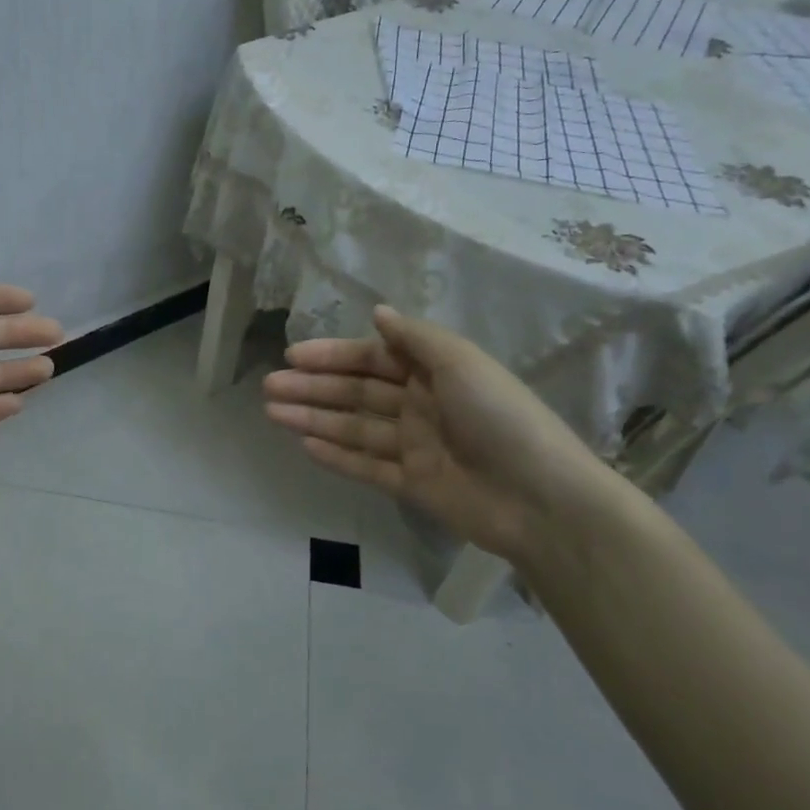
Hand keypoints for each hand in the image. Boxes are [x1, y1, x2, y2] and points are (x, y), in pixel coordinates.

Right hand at [262, 305, 623, 564]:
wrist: (540, 497)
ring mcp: (414, 447)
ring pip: (353, 428)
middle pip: (356, 393)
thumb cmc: (500, 417)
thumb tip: (378, 313)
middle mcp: (420, 405)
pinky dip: (336, 456)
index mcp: (434, 373)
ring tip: (272, 412)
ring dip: (313, 418)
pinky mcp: (411, 484)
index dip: (333, 356)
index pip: (372, 359)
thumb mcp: (461, 363)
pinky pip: (366, 466)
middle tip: (269, 386)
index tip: (293, 355)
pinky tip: (304, 445)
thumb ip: (416, 338)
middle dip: (312, 388)